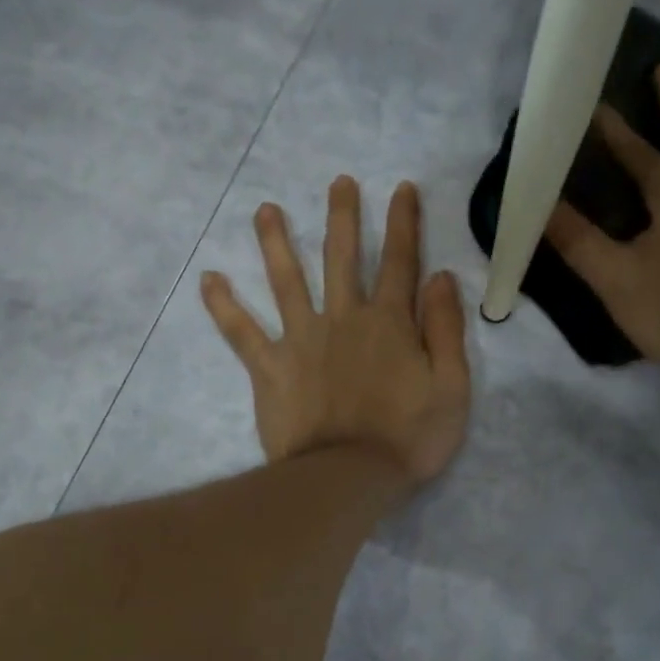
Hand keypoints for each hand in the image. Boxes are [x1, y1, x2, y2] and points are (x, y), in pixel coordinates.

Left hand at [201, 177, 471, 487]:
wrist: (348, 478)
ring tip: (265, 210)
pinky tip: (208, 279)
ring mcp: (301, 340)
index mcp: (389, 323)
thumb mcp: (451, 388)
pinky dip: (223, 306)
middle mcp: (343, 319)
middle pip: (342, 258)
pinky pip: (241, 332)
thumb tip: (441, 276)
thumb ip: (447, 330)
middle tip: (337, 182)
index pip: (400, 262)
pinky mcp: (269, 367)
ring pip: (286, 281)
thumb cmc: (408, 439)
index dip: (403, 223)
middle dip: (342, 217)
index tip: (400, 189)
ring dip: (276, 242)